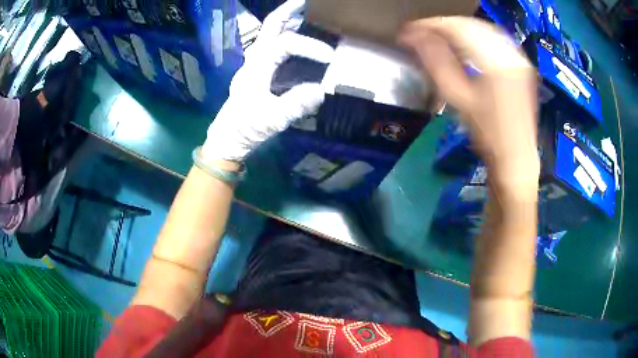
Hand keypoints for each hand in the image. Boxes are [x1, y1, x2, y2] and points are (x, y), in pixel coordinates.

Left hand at [201, 0, 333, 163]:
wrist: (228, 138)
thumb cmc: (245, 128)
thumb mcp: (271, 119)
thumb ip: (295, 104)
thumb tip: (321, 91)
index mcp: (256, 66)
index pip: (284, 44)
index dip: (309, 46)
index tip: (330, 57)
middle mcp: (254, 59)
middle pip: (270, 26)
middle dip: (288, 11)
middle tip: (307, 2)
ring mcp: (255, 63)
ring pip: (270, 33)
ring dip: (287, 20)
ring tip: (306, 12)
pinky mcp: (259, 71)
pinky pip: (274, 45)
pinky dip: (287, 34)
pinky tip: (300, 35)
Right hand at [399, 17, 539, 185]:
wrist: (516, 156)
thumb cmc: (487, 134)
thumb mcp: (458, 98)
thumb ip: (435, 62)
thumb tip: (412, 37)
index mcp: (495, 63)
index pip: (457, 29)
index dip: (431, 25)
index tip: (410, 30)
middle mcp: (510, 53)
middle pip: (471, 24)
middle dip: (444, 24)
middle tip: (422, 33)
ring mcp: (519, 57)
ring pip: (483, 28)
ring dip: (459, 28)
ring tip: (440, 36)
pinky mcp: (521, 63)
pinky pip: (495, 38)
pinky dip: (476, 35)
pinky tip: (465, 42)